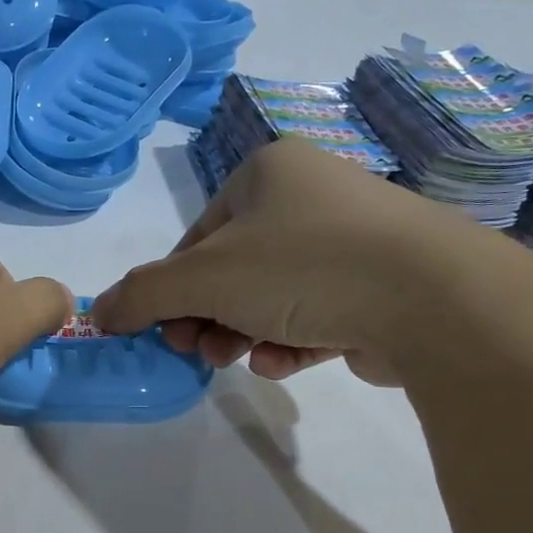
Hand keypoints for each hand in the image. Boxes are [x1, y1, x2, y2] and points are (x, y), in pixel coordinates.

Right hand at [91, 141, 512, 384]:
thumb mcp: (203, 278)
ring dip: (244, 333)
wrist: (434, 297)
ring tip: (242, 359)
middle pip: (232, 270)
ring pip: (271, 297)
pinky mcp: (379, 286)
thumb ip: (142, 295)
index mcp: (268, 172)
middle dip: (209, 317)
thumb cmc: (303, 266)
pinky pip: (314, 314)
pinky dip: (291, 340)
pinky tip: (288, 360)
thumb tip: (98, 314)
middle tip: (199, 351)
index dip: (172, 289)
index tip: (165, 332)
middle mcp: (310, 197)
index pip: (198, 237)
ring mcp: (351, 241)